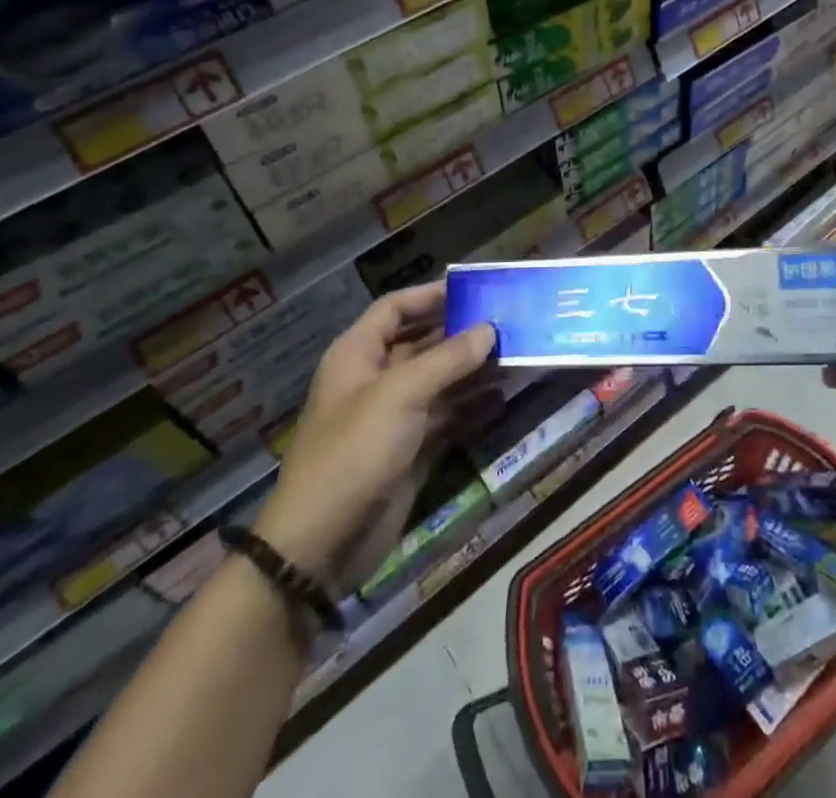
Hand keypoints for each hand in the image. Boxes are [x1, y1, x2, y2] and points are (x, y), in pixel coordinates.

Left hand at [252, 283, 493, 591]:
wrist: (320, 546)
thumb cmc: (354, 452)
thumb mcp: (401, 395)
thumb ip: (448, 359)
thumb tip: (489, 329)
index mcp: (358, 355)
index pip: (395, 309)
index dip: (430, 295)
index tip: (473, 290)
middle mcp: (375, 380)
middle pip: (422, 344)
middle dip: (461, 334)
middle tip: (508, 323)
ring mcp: (393, 418)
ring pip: (439, 382)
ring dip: (473, 370)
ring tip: (515, 357)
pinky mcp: (410, 451)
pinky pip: (447, 418)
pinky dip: (472, 407)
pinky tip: (502, 398)